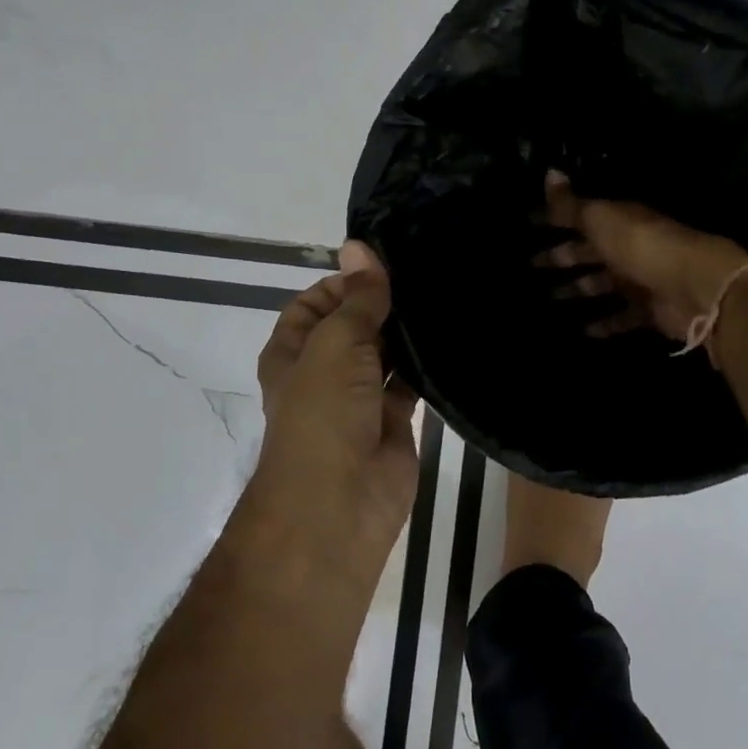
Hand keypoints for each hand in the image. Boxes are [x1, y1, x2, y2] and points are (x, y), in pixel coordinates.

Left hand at [242, 242, 419, 590]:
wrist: (339, 503)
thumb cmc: (322, 414)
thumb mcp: (336, 344)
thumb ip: (357, 298)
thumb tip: (358, 245)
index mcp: (294, 350)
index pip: (315, 302)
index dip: (344, 282)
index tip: (385, 264)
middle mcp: (324, 370)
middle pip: (354, 325)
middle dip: (382, 302)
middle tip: (427, 270)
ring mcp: (360, 397)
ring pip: (385, 352)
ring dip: (407, 330)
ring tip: (445, 292)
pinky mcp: (394, 419)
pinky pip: (411, 381)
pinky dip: (427, 362)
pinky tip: (453, 333)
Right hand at [536, 172, 747, 341]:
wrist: (696, 286)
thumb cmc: (643, 246)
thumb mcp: (602, 219)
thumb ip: (572, 204)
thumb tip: (548, 171)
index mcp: (619, 220)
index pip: (580, 217)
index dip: (554, 220)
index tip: (528, 224)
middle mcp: (629, 247)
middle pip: (589, 251)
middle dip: (562, 256)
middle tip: (530, 265)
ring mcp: (641, 280)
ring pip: (602, 284)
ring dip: (579, 290)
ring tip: (550, 299)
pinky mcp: (650, 310)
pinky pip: (621, 317)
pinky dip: (604, 323)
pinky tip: (582, 330)